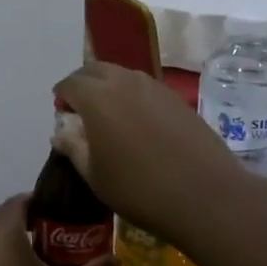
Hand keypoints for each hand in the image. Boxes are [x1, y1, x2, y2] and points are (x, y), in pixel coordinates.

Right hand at [52, 61, 249, 243]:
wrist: (205, 195)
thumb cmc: (139, 188)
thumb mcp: (95, 175)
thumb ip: (74, 148)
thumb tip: (60, 133)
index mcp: (97, 97)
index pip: (70, 83)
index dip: (62, 97)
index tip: (63, 114)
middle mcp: (124, 81)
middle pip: (95, 70)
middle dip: (83, 84)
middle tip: (82, 110)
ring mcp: (154, 87)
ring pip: (122, 75)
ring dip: (109, 87)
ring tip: (110, 117)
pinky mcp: (176, 98)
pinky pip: (145, 87)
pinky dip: (133, 96)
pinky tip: (139, 124)